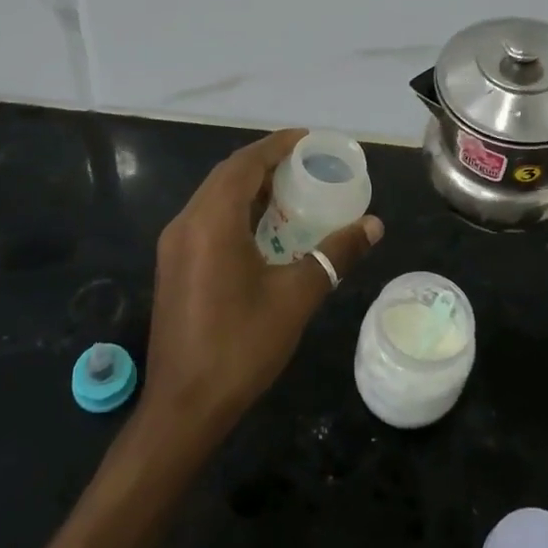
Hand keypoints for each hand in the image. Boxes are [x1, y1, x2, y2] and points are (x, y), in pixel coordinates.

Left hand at [144, 129, 382, 441]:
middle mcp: (186, 223)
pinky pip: (207, 219)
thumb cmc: (241, 346)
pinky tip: (265, 228)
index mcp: (212, 221)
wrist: (184, 407)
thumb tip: (373, 225)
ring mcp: (175, 245)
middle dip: (266, 163)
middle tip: (306, 163)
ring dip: (250, 187)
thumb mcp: (297, 297)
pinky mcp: (174, 265)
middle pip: (227, 175)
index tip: (309, 140)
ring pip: (214, 197)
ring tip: (292, 190)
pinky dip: (236, 210)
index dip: (277, 146)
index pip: (245, 164)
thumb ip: (335, 254)